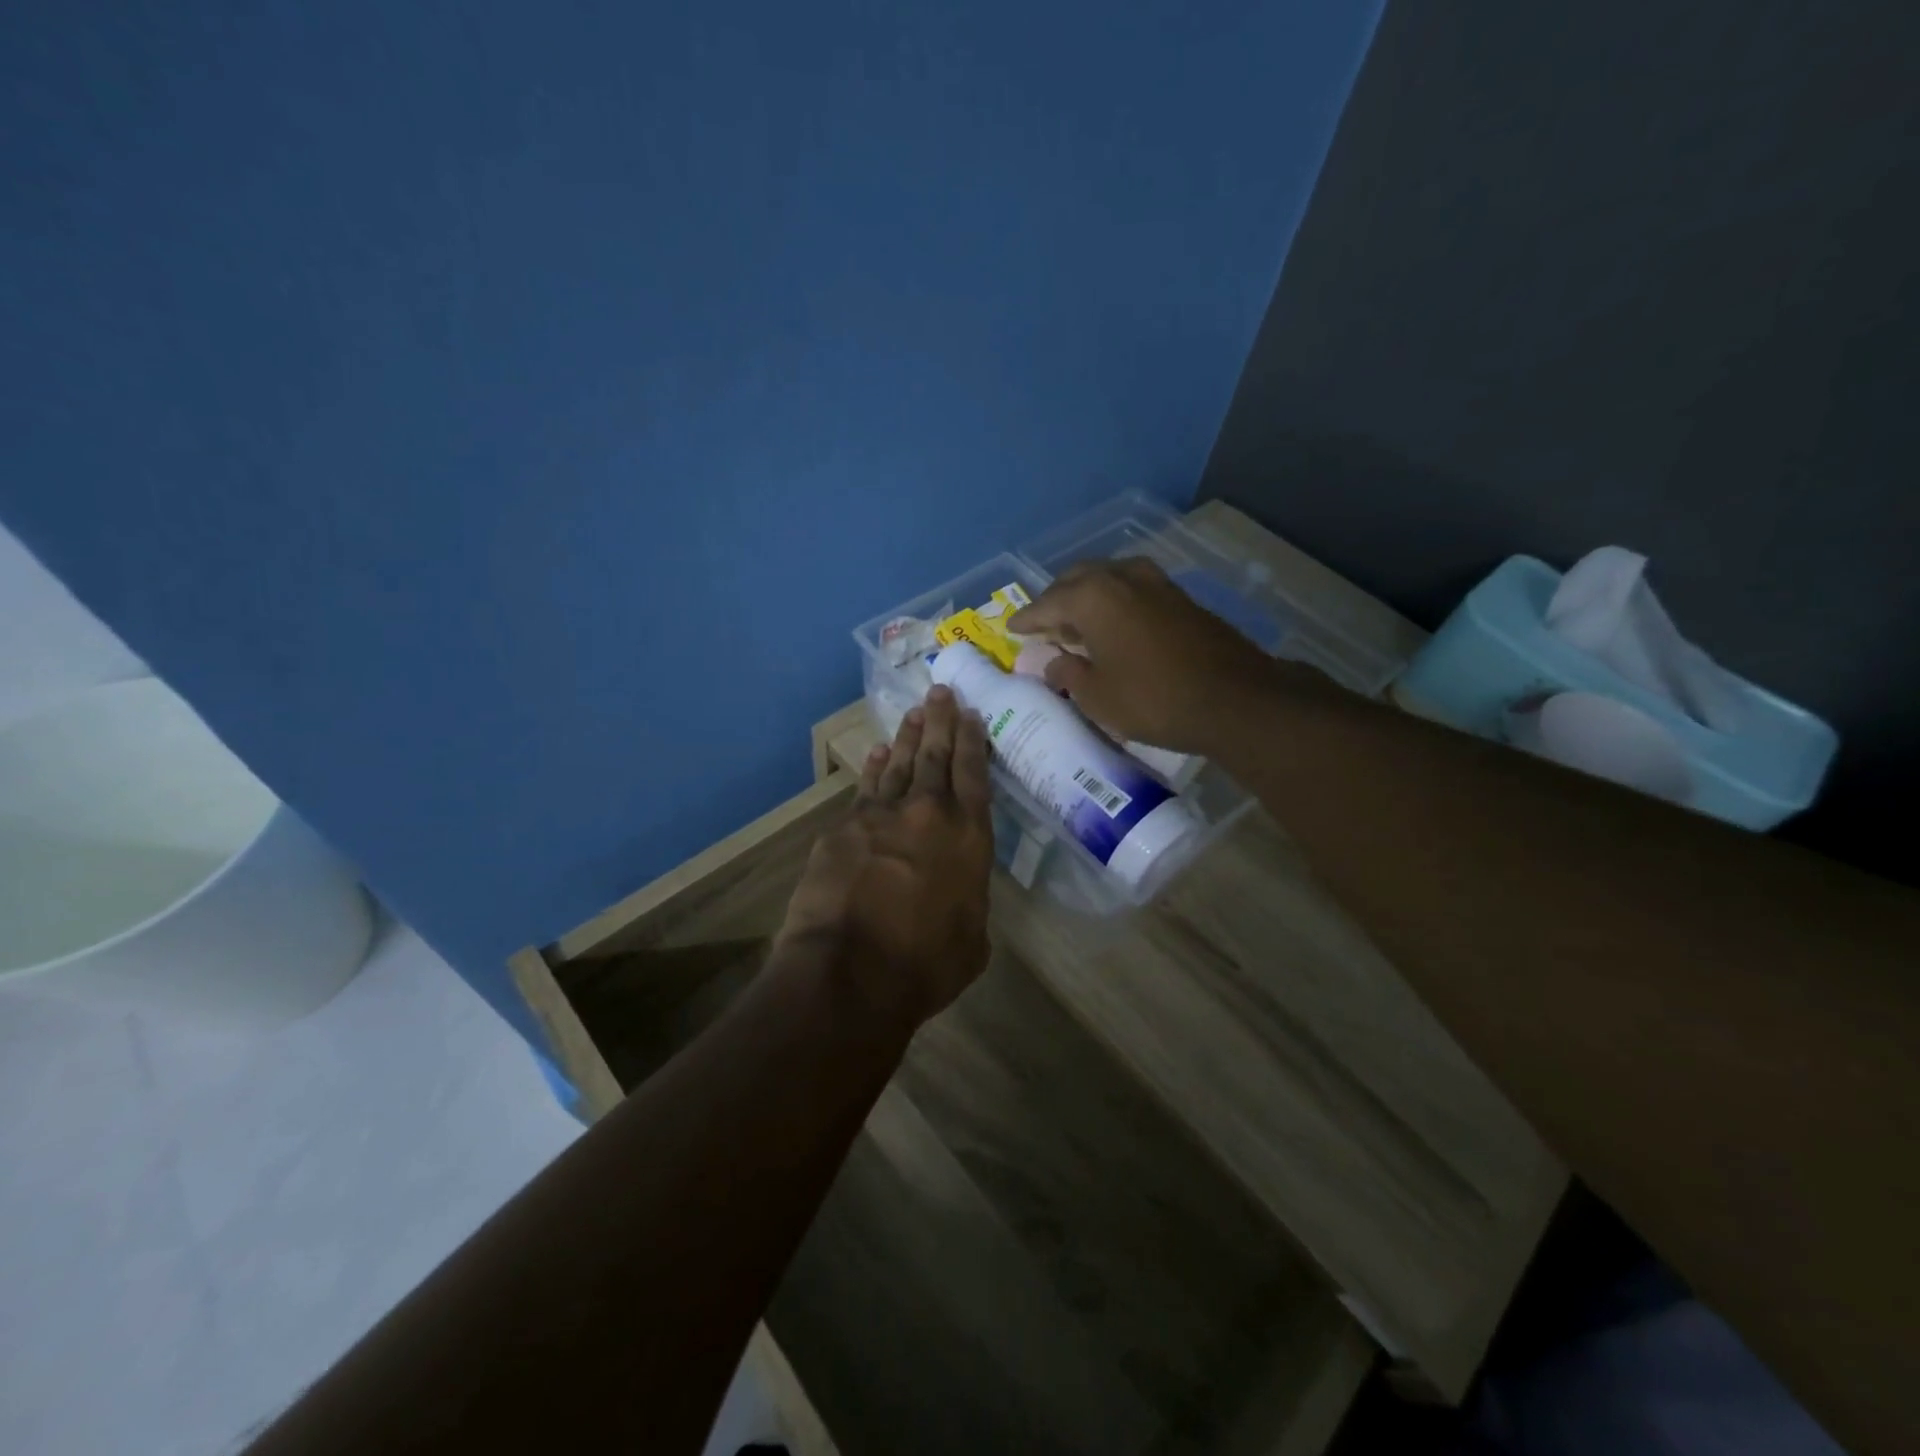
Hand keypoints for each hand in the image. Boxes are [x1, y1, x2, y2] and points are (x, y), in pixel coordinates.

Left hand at [776, 685, 993, 1033]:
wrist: (850, 971)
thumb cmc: (925, 964)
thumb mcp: (972, 939)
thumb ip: (969, 901)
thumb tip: (958, 891)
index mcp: (968, 837)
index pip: (973, 774)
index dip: (972, 741)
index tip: (970, 713)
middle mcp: (926, 813)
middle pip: (934, 756)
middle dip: (939, 721)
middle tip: (941, 691)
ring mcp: (879, 816)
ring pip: (896, 764)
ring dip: (906, 737)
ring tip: (913, 713)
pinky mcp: (842, 829)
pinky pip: (863, 789)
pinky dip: (871, 769)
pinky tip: (873, 755)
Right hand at [1006, 557, 1281, 753]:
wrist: (1234, 699)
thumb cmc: (1153, 699)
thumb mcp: (1097, 696)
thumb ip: (1068, 674)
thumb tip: (1053, 664)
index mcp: (1092, 596)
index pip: (1047, 603)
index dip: (1027, 620)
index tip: (1012, 628)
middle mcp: (1121, 577)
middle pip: (1076, 580)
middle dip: (1056, 600)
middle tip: (1044, 624)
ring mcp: (1155, 582)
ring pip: (1107, 579)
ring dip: (1087, 597)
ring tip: (1077, 623)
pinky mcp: (1179, 597)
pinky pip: (1132, 589)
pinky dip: (1114, 602)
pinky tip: (1113, 625)